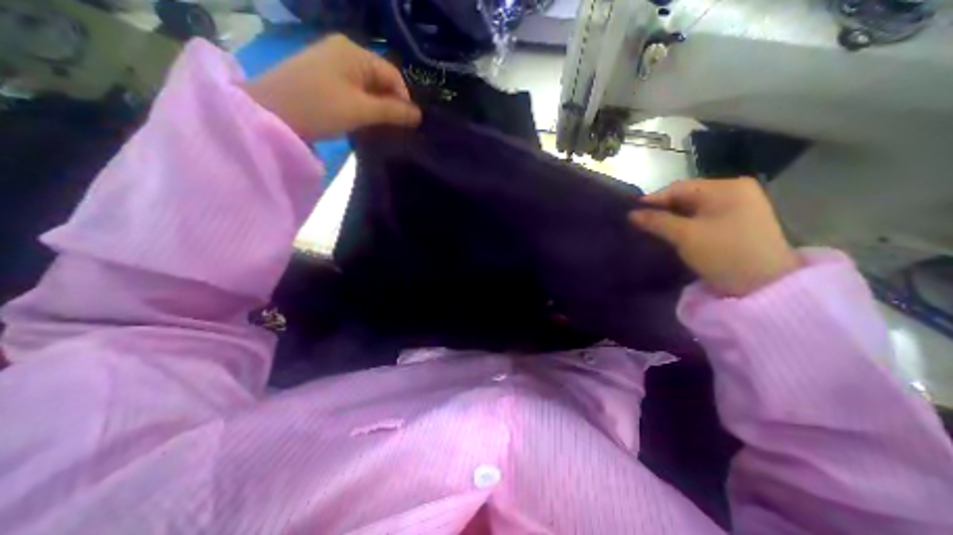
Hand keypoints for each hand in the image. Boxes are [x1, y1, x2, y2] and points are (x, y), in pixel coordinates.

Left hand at [244, 33, 419, 139]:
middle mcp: (343, 50)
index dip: (404, 99)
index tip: (407, 124)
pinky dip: (362, 105)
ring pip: (367, 86)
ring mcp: (331, 62)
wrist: (270, 113)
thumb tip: (419, 115)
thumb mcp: (361, 110)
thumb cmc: (319, 107)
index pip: (392, 74)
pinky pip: (353, 89)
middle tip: (394, 128)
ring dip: (377, 106)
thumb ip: (393, 111)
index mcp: (354, 52)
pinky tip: (362, 119)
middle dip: (390, 103)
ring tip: (379, 126)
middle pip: (380, 79)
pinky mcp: (322, 76)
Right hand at [632, 178, 798, 295]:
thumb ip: (656, 221)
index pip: (678, 188)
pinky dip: (686, 224)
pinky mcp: (738, 222)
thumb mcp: (685, 235)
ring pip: (694, 208)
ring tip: (653, 229)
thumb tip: (631, 214)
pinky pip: (703, 217)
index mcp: (726, 187)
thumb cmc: (723, 253)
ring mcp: (739, 207)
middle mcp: (735, 191)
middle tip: (641, 223)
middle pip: (687, 196)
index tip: (632, 214)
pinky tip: (673, 233)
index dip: (653, 200)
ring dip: (673, 218)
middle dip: (663, 210)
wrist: (765, 285)